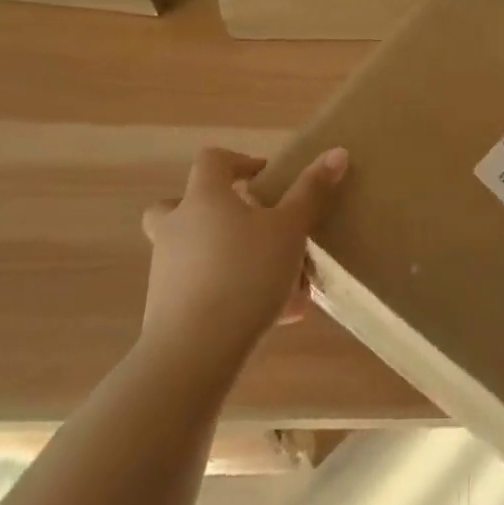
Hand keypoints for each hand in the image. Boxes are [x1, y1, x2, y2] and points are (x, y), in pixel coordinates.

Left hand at [138, 145, 347, 374]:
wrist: (194, 352)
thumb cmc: (246, 273)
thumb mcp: (290, 229)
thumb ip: (312, 191)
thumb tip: (337, 152)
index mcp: (204, 200)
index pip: (211, 161)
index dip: (238, 161)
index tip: (265, 177)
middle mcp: (177, 229)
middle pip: (178, 206)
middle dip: (210, 210)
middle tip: (246, 222)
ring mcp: (167, 271)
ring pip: (193, 251)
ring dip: (228, 256)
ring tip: (277, 278)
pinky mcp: (167, 310)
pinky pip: (204, 290)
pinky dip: (232, 294)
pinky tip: (273, 315)